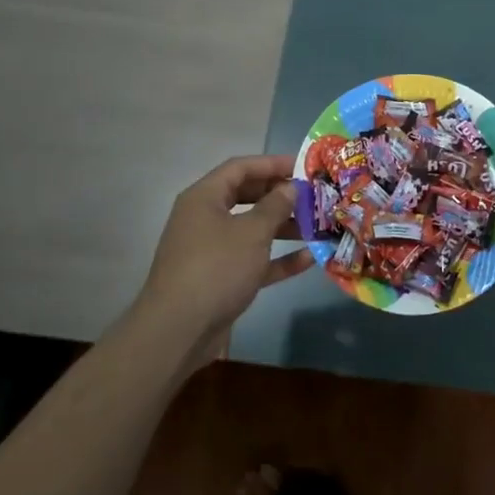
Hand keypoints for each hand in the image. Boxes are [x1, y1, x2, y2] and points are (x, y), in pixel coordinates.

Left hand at [136, 154, 313, 343]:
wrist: (178, 330)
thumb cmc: (216, 268)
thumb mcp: (251, 233)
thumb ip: (275, 206)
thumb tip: (290, 187)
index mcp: (204, 197)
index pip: (240, 167)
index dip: (272, 163)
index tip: (304, 166)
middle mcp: (205, 218)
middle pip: (246, 196)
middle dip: (280, 196)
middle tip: (312, 196)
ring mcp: (211, 250)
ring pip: (251, 229)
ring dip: (283, 227)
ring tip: (316, 226)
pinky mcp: (220, 279)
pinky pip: (252, 260)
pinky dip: (276, 259)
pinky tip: (308, 259)